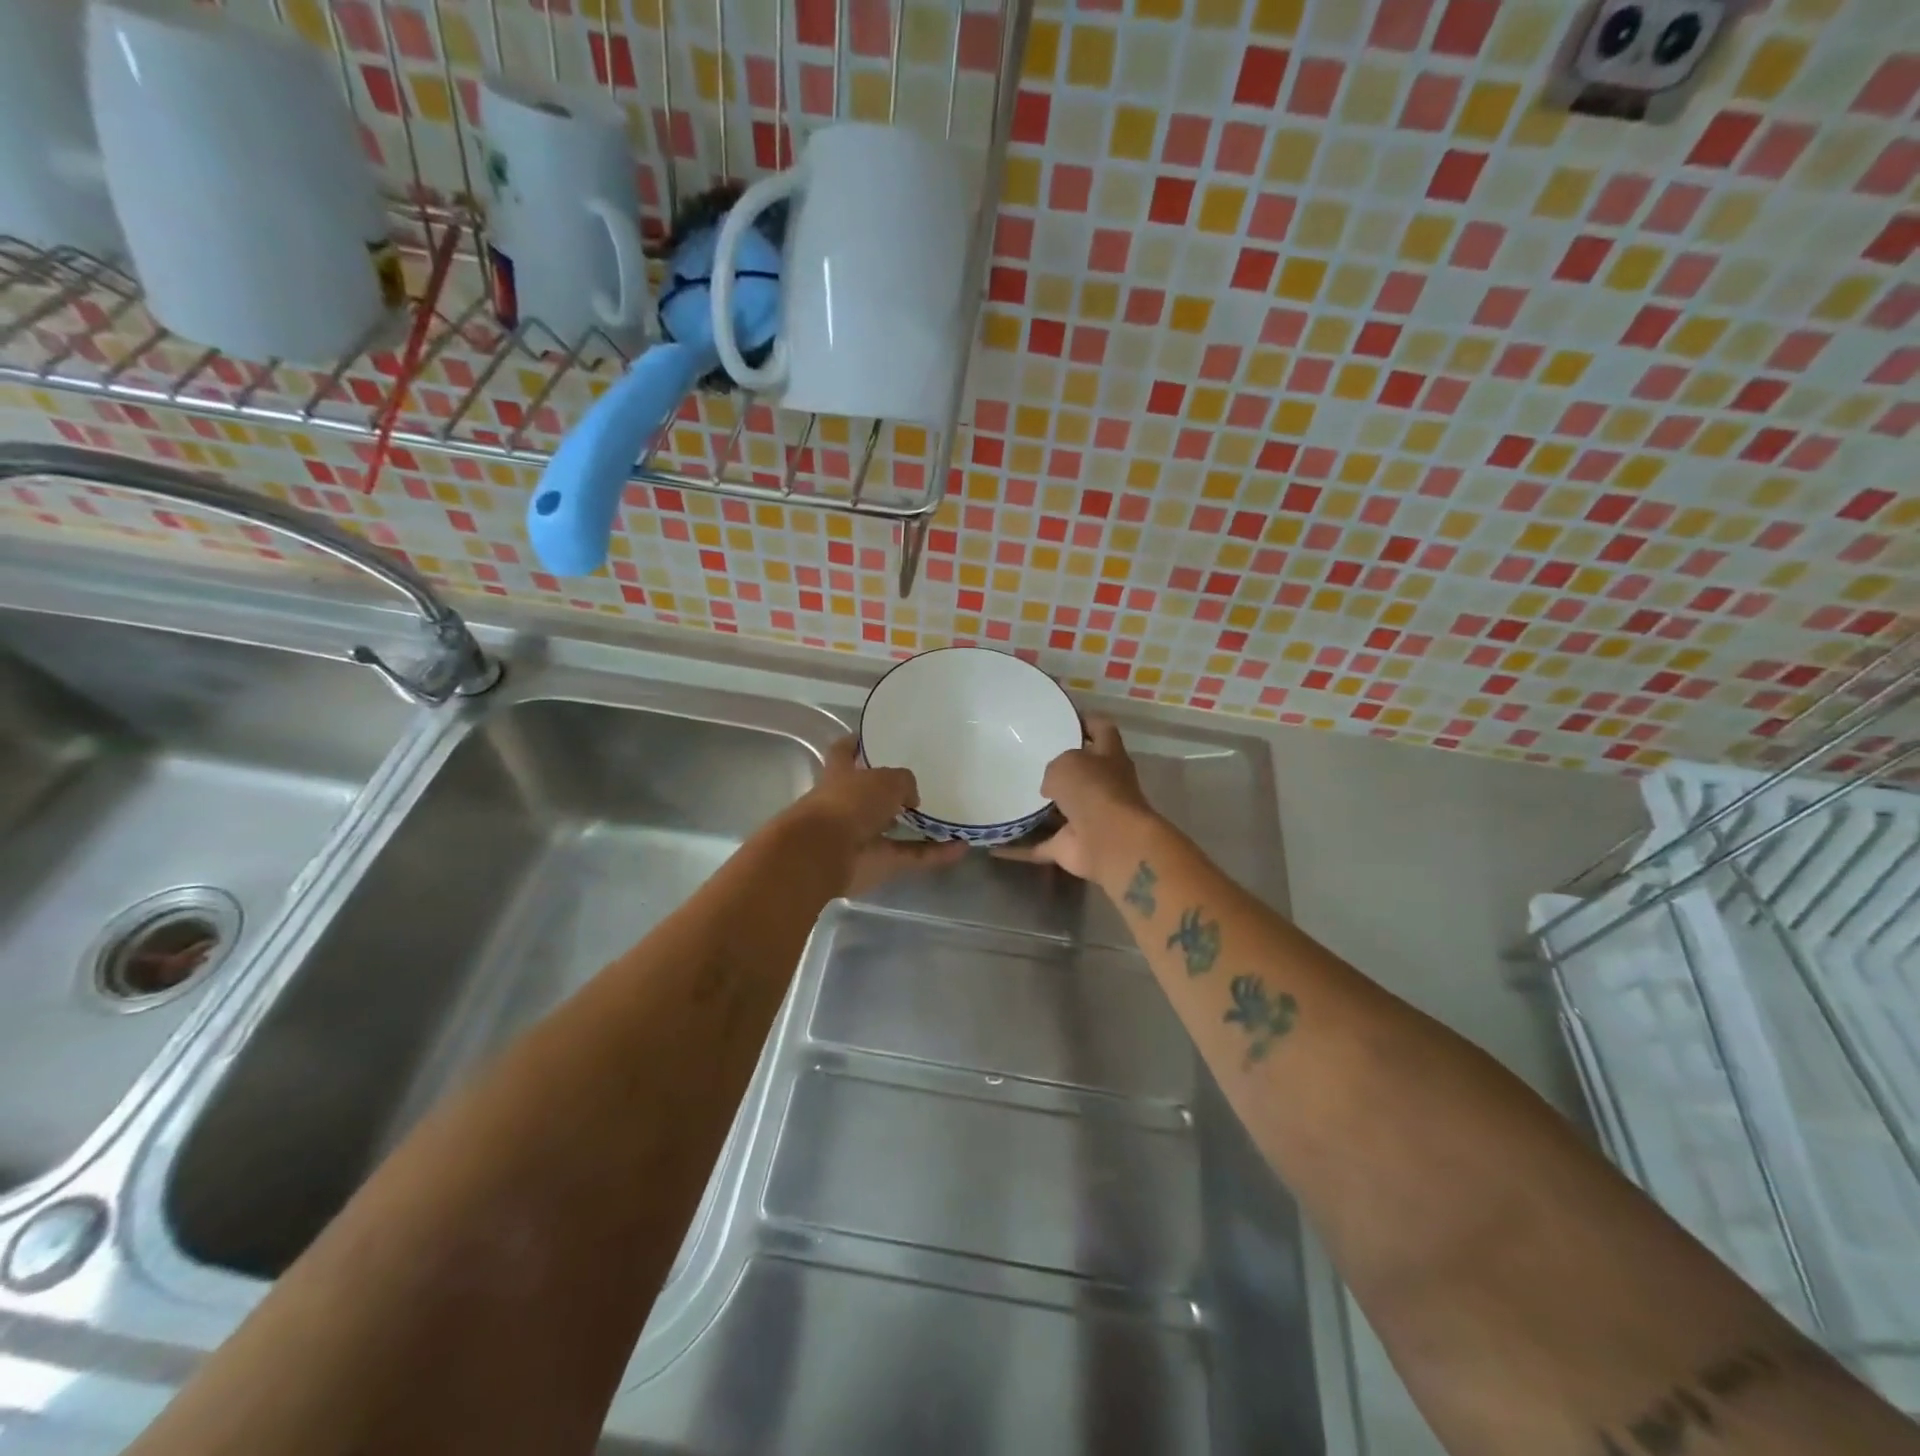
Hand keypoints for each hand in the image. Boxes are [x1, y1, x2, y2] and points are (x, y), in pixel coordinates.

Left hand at [794, 737, 967, 895]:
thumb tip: (911, 799)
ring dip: (918, 825)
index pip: (844, 753)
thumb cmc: (848, 803)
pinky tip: (962, 847)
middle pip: (870, 793)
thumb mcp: (885, 779)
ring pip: (894, 828)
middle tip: (923, 781)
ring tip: (948, 816)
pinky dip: (935, 854)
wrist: (825, 854)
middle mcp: (847, 804)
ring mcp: (862, 836)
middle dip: (891, 791)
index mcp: (840, 775)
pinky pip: (912, 855)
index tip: (870, 738)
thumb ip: (903, 782)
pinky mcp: (878, 863)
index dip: (854, 744)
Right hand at [994, 719, 1153, 880]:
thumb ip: (1055, 767)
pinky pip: (1039, 845)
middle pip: (1080, 772)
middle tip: (1022, 758)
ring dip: (1037, 809)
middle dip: (1057, 768)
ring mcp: (1087, 819)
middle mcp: (1102, 786)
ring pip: (1059, 810)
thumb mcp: (1067, 762)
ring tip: (1003, 795)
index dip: (1085, 721)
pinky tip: (993, 844)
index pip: (1101, 730)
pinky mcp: (1071, 846)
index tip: (1060, 717)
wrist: (1110, 841)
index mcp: (1109, 757)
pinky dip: (1018, 848)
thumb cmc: (1093, 789)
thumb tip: (1050, 788)